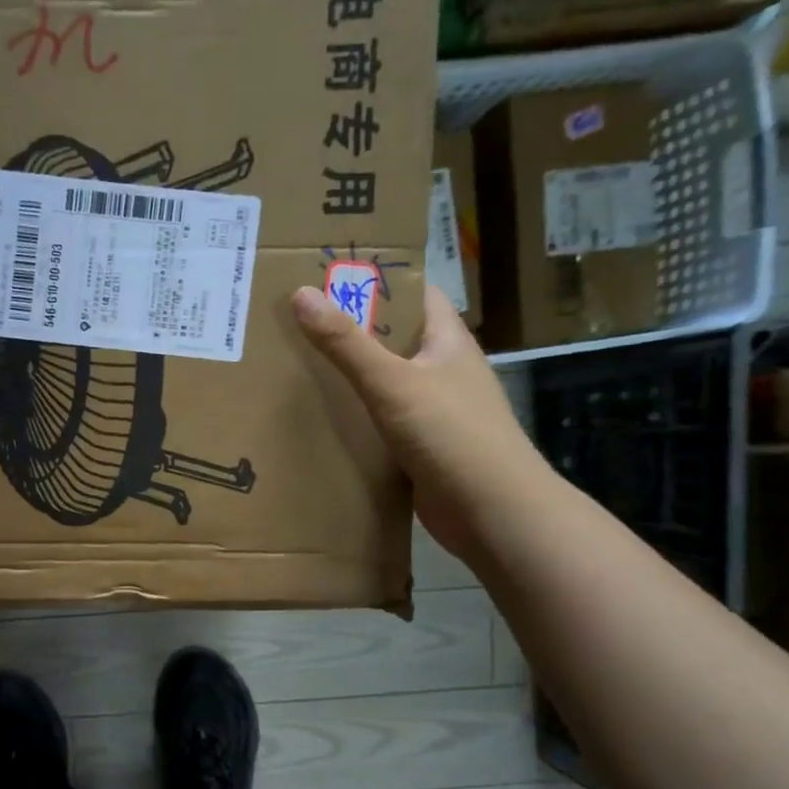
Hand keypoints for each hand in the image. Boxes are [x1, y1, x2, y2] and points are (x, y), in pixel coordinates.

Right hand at [292, 283, 553, 562]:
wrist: (492, 512)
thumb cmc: (451, 435)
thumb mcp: (393, 383)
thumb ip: (346, 344)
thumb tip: (300, 294)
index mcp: (447, 341)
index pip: (414, 294)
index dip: (377, 280)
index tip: (328, 276)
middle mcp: (443, 370)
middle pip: (393, 339)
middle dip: (351, 331)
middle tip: (296, 324)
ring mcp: (434, 412)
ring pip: (385, 384)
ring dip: (350, 379)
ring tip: (296, 369)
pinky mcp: (422, 449)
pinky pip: (382, 423)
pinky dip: (356, 420)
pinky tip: (321, 423)